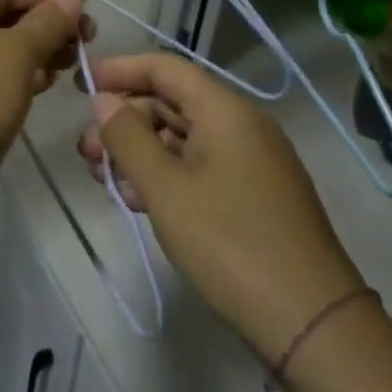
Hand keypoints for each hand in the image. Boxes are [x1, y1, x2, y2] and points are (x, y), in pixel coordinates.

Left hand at [0, 0, 92, 180]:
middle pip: (0, 16)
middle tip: (89, 37)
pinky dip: (22, 75)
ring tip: (77, 60)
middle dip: (45, 24)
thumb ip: (48, 21)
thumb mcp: (16, 51)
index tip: (87, 3)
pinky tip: (51, 82)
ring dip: (38, 51)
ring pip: (0, 49)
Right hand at [77, 54, 363, 362]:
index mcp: (226, 111)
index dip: (120, 70)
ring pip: (182, 138)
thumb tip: (104, 100)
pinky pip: (199, 167)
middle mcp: (241, 126)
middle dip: (124, 121)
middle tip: (86, 151)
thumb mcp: (164, 187)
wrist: (310, 323)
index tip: (81, 84)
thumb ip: (127, 137)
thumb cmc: (229, 242)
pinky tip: (137, 201)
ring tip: (104, 180)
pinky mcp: (252, 195)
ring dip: (139, 151)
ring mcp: (250, 162)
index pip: (165, 68)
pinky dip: (164, 175)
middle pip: (171, 103)